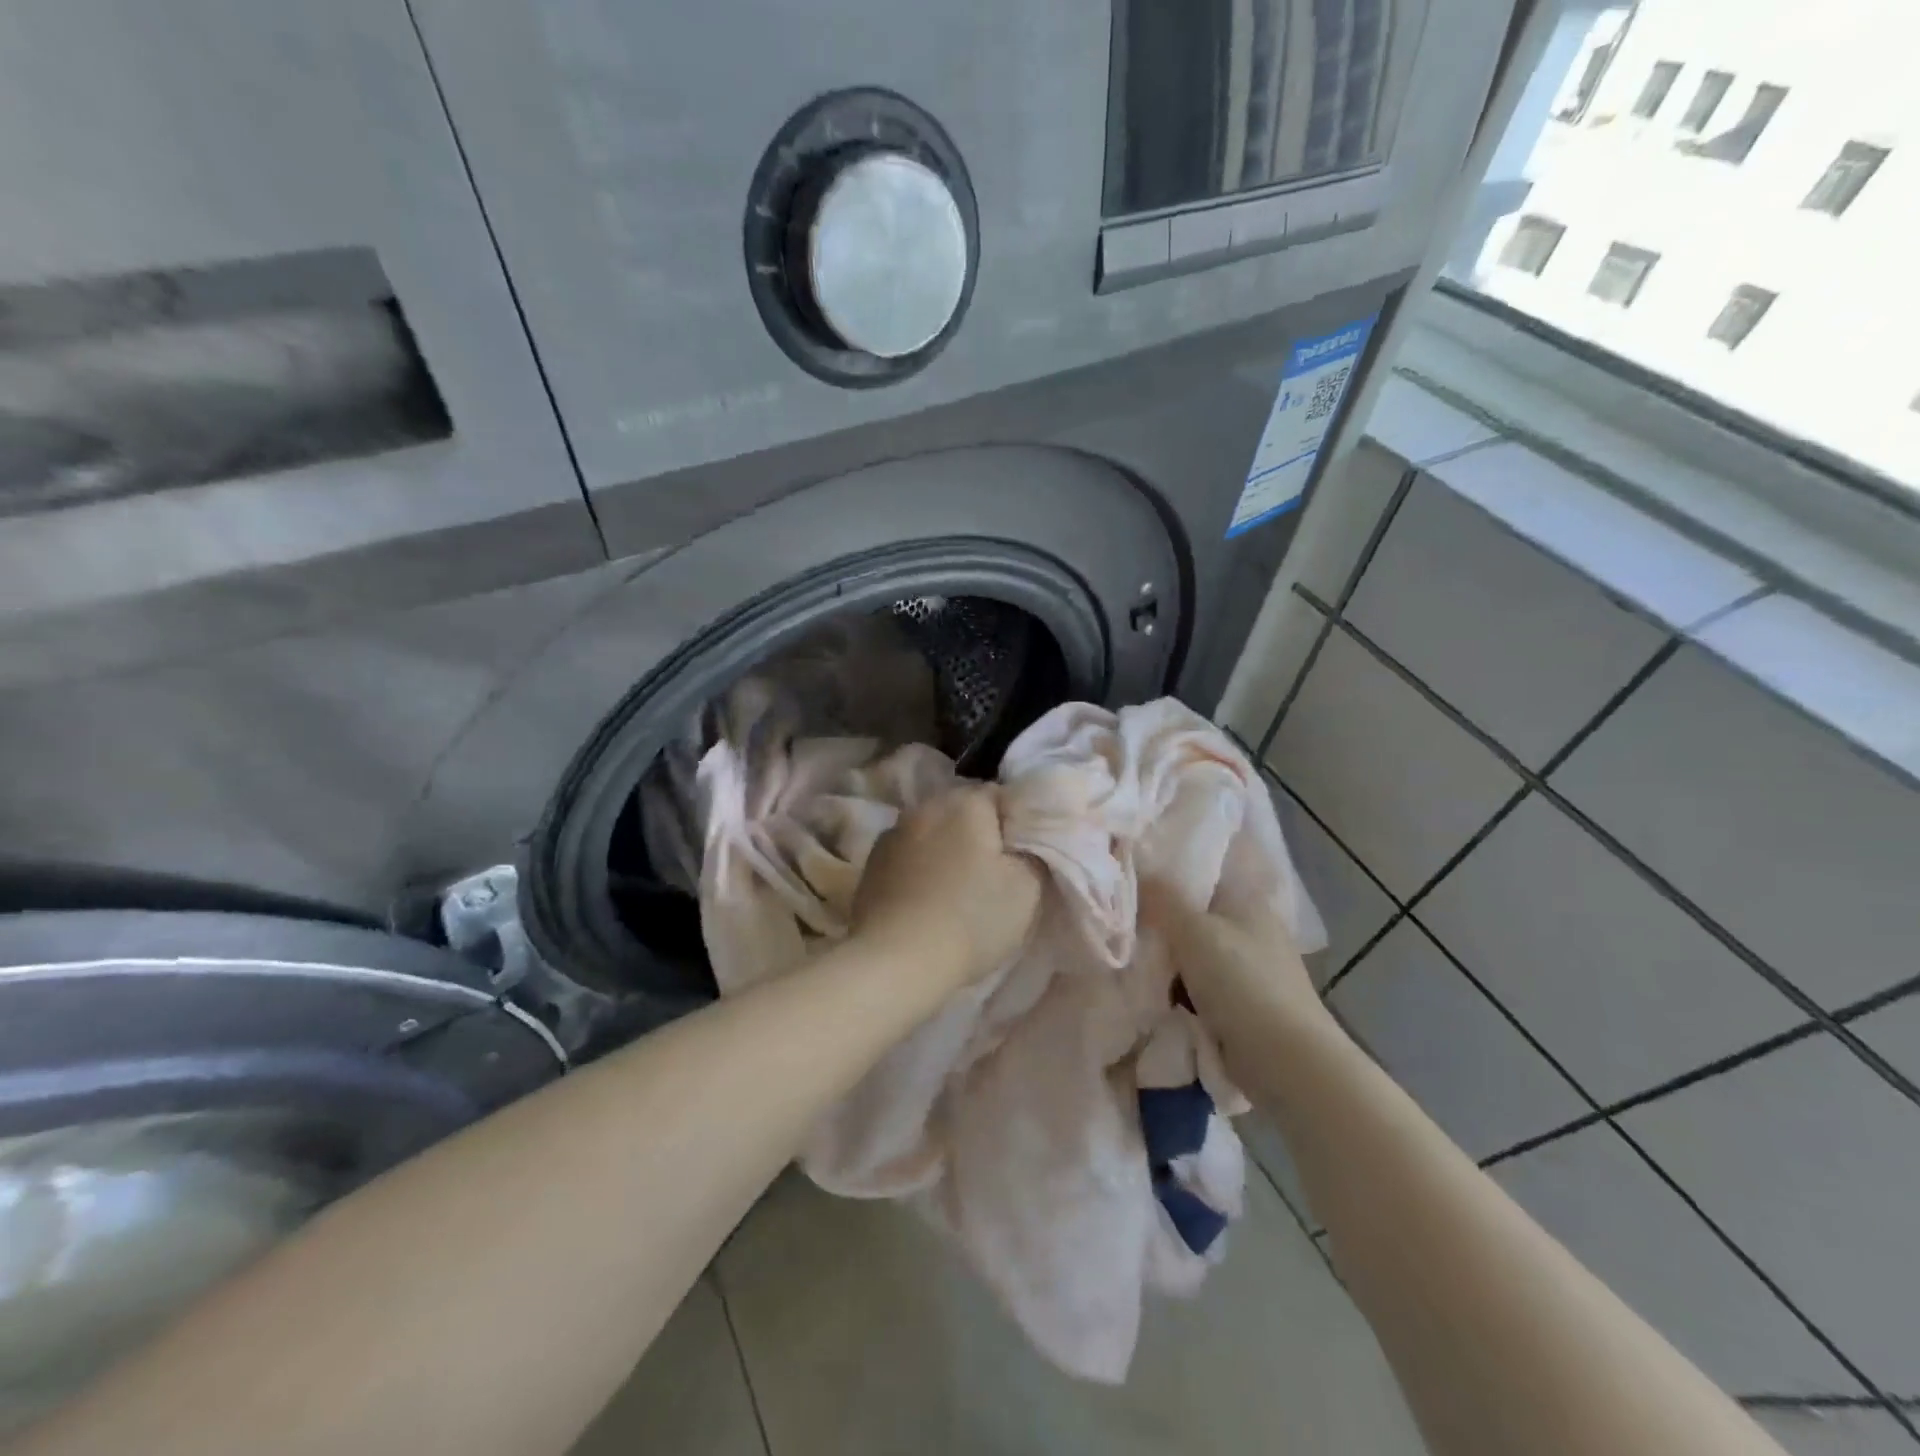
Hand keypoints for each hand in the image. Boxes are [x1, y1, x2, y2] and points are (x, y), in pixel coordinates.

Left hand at [852, 786, 1042, 991]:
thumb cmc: (970, 920)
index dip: (1016, 825)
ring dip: (946, 850)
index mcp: (964, 802)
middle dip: (979, 834)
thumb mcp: (1027, 888)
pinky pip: (908, 856)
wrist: (895, 962)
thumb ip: (1032, 851)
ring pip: (932, 832)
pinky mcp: (871, 864)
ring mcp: (892, 834)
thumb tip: (1024, 839)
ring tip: (957, 888)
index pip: (1000, 796)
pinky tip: (926, 900)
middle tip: (994, 874)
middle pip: (962, 811)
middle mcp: (925, 806)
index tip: (1022, 857)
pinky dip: (920, 869)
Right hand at [1143, 881, 1339, 1076]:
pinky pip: (1197, 988)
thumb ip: (1161, 897)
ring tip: (1124, 957)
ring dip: (1165, 961)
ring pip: (1192, 954)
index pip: (1204, 871)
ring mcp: (1248, 970)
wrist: (1285, 1061)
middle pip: (1193, 915)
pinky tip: (1148, 991)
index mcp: (1248, 900)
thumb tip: (1137, 867)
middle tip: (1118, 920)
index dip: (1168, 870)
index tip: (1131, 875)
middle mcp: (1250, 929)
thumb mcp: (1193, 929)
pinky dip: (1177, 991)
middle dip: (1159, 921)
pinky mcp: (1242, 1005)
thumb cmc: (1242, 982)